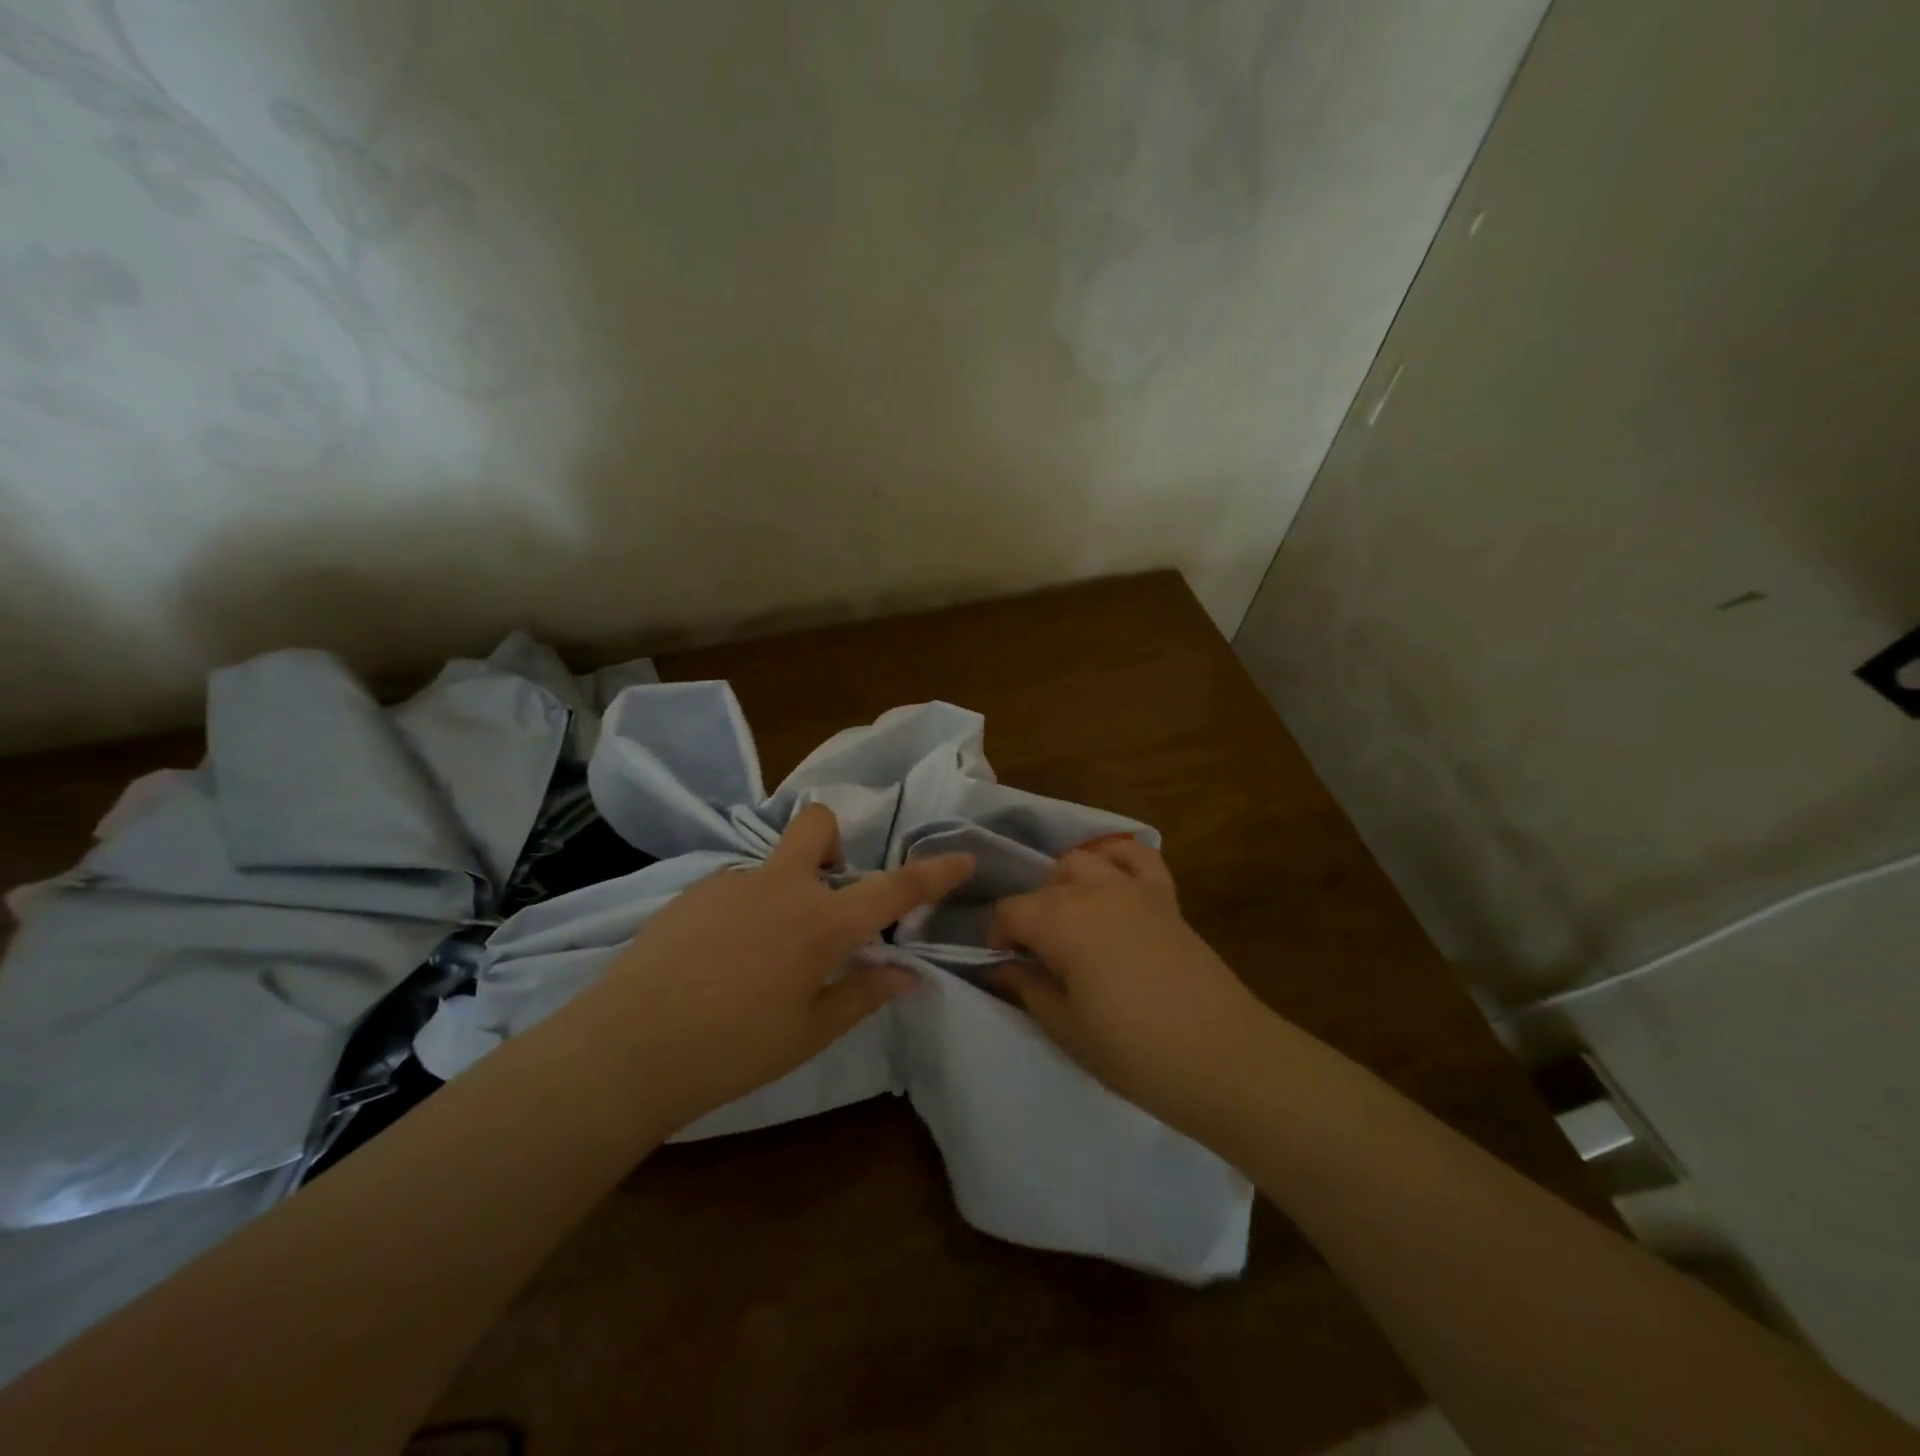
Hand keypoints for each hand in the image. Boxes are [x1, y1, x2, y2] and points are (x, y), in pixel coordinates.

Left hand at [590, 803, 973, 1133]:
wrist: (626, 1049)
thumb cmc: (731, 1050)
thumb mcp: (809, 1032)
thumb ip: (864, 993)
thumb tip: (908, 973)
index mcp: (821, 924)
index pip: (894, 889)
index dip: (934, 873)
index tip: (962, 859)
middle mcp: (781, 887)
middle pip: (818, 825)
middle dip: (835, 844)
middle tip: (826, 898)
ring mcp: (732, 882)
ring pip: (774, 864)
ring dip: (785, 891)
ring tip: (761, 955)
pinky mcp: (692, 892)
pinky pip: (736, 886)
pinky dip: (746, 909)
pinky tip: (720, 959)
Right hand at [989, 838, 1273, 1136]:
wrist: (1224, 1059)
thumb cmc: (1135, 1052)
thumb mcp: (1066, 1029)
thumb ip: (1027, 988)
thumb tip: (1002, 967)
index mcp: (1062, 922)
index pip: (1009, 910)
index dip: (997, 937)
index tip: (1004, 967)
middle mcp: (1094, 891)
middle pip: (1043, 886)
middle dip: (1030, 917)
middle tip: (1037, 960)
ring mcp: (1134, 889)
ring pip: (1082, 862)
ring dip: (1065, 886)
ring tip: (1070, 925)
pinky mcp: (1166, 898)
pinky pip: (1137, 856)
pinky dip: (1116, 859)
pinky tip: (1109, 882)